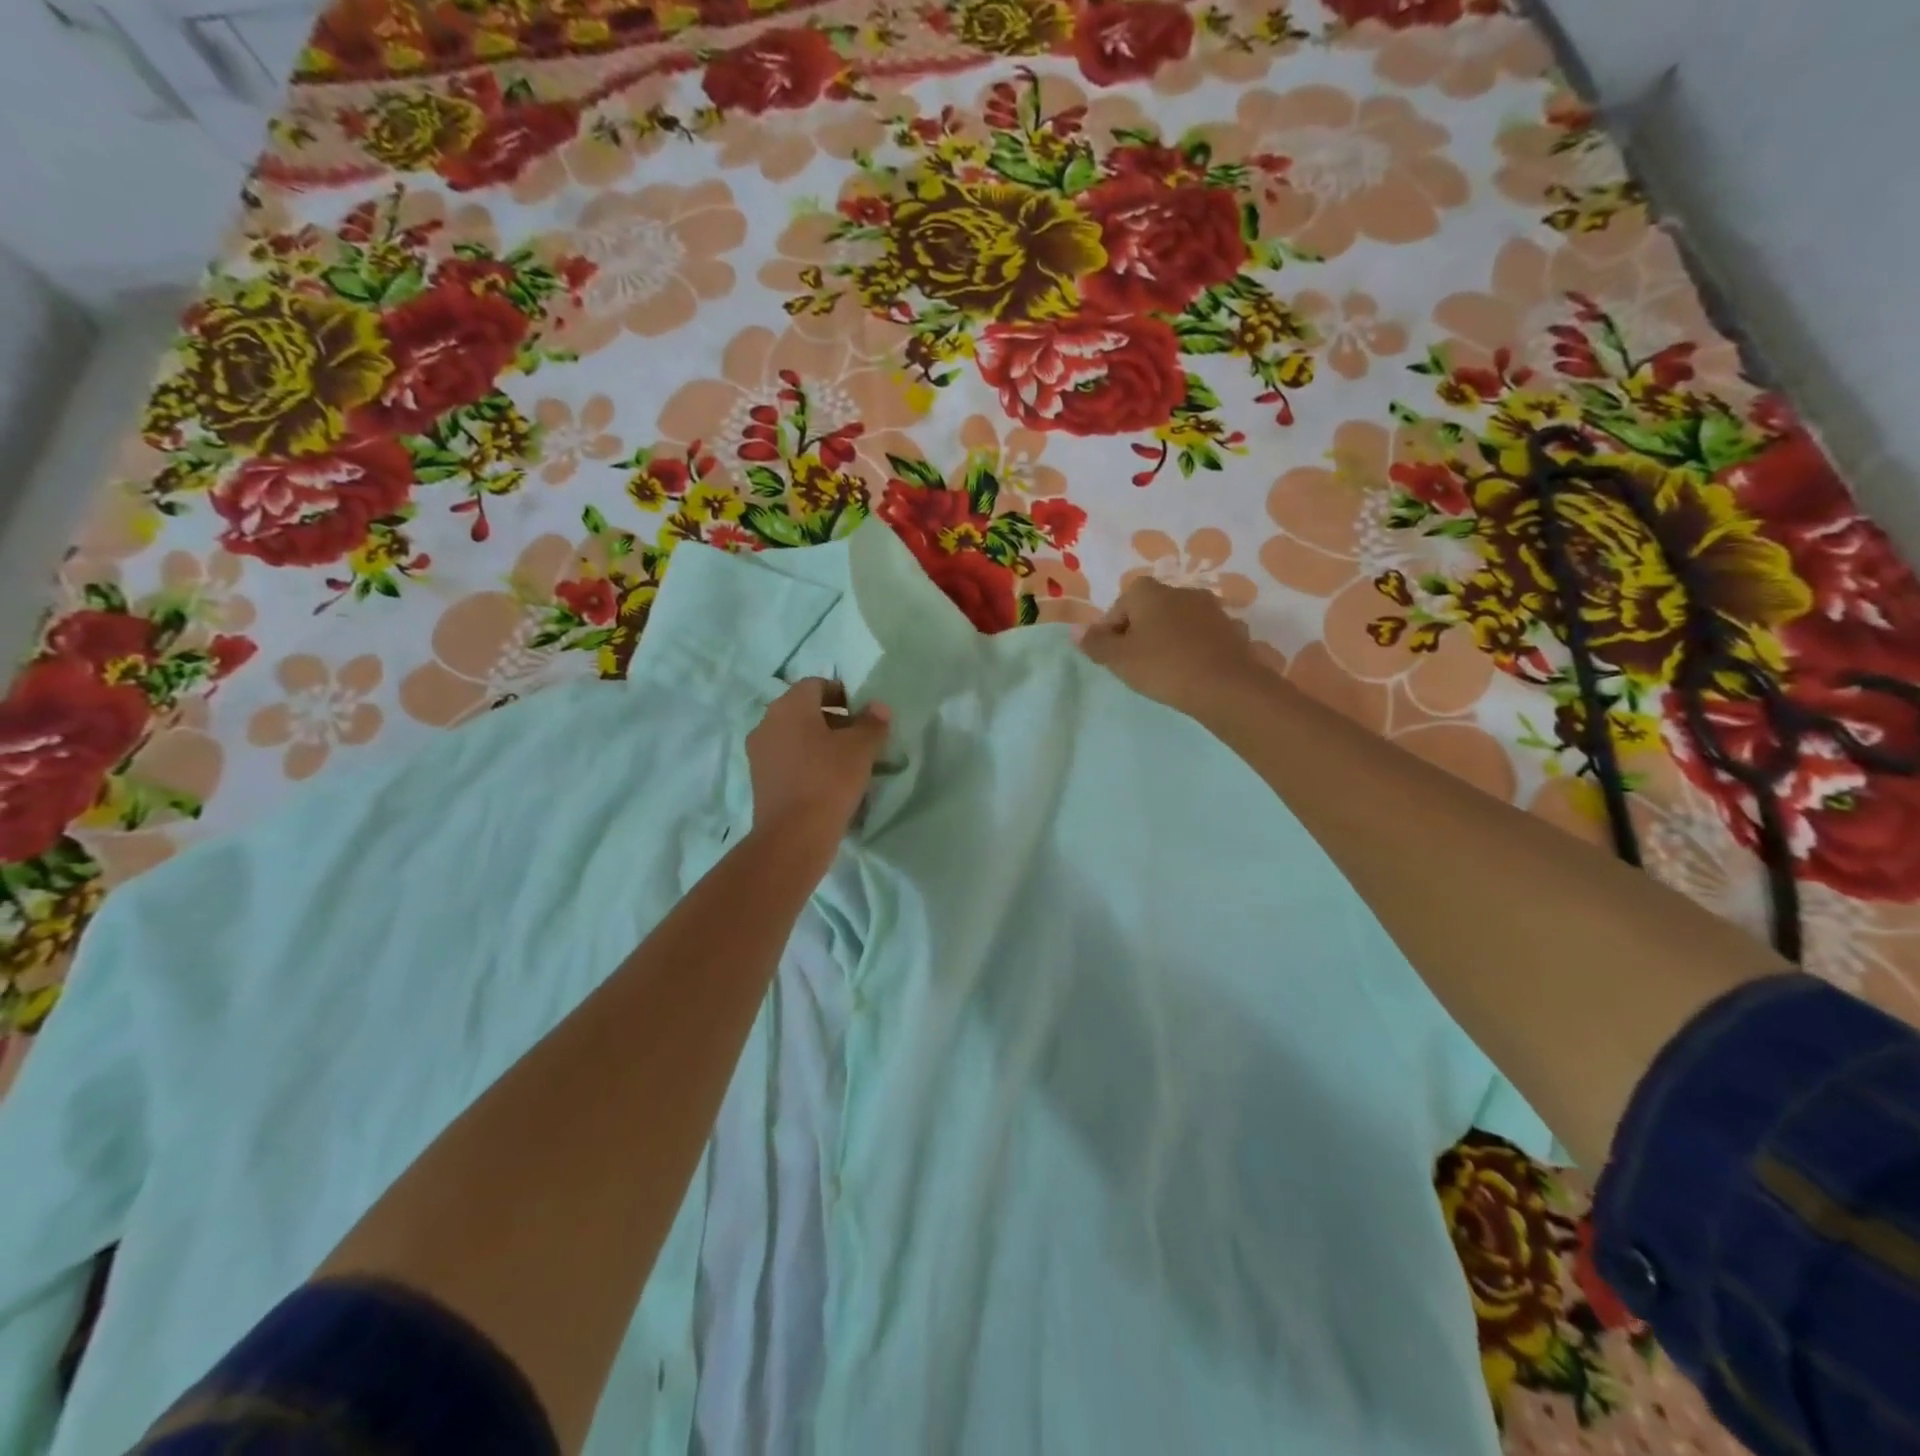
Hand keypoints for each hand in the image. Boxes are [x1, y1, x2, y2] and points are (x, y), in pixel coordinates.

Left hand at [746, 679, 890, 846]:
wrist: (793, 836)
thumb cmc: (829, 780)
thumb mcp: (861, 749)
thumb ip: (872, 723)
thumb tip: (878, 707)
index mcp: (790, 705)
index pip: (816, 684)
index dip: (842, 695)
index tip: (862, 714)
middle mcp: (768, 722)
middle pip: (803, 710)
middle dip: (831, 719)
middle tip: (858, 738)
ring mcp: (759, 752)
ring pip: (794, 736)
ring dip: (818, 742)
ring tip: (845, 762)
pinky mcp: (759, 779)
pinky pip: (786, 759)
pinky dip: (805, 762)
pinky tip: (826, 781)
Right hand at [1078, 578, 1262, 718]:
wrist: (1226, 686)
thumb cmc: (1163, 667)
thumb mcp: (1119, 659)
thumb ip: (1095, 643)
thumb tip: (1075, 630)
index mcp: (1149, 592)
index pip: (1120, 605)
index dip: (1111, 630)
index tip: (1113, 657)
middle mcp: (1181, 591)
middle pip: (1150, 610)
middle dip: (1141, 632)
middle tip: (1136, 664)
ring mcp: (1211, 608)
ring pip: (1179, 621)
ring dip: (1170, 638)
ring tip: (1166, 669)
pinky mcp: (1233, 629)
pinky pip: (1204, 635)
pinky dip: (1196, 647)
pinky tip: (1194, 670)